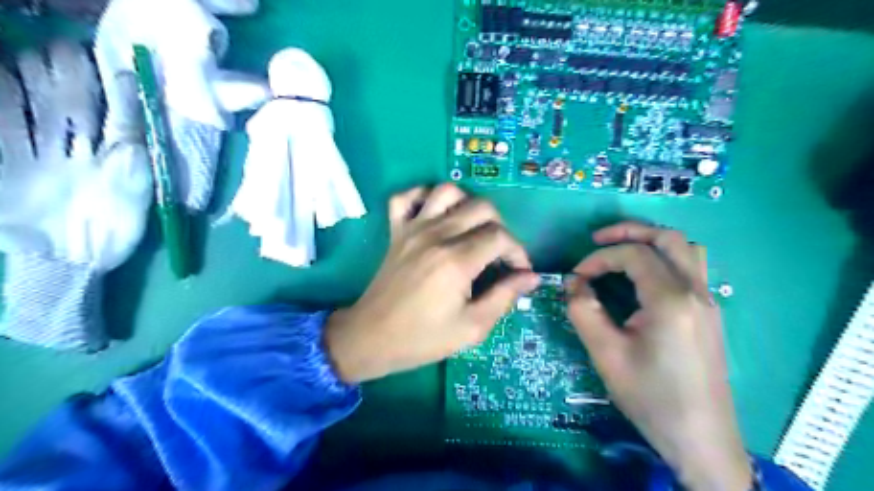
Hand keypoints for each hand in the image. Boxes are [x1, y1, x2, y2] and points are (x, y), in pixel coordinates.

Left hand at [324, 185, 535, 382]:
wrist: (371, 338)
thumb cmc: (423, 338)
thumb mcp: (471, 328)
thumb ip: (504, 297)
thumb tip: (531, 277)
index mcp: (456, 261)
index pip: (500, 237)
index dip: (518, 252)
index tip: (518, 271)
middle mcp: (436, 236)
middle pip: (481, 207)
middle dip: (500, 227)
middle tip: (498, 254)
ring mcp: (413, 229)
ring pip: (448, 191)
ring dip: (467, 204)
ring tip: (472, 229)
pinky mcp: (396, 231)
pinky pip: (406, 197)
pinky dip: (422, 196)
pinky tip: (434, 214)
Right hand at [566, 223, 750, 490]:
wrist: (700, 438)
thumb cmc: (650, 397)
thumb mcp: (606, 354)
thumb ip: (584, 311)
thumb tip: (573, 283)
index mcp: (671, 300)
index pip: (633, 255)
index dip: (599, 258)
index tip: (577, 277)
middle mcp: (696, 291)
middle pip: (667, 238)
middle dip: (629, 231)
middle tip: (597, 239)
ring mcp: (709, 300)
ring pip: (685, 248)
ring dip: (651, 241)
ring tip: (622, 250)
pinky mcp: (710, 312)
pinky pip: (691, 267)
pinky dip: (665, 257)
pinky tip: (644, 277)